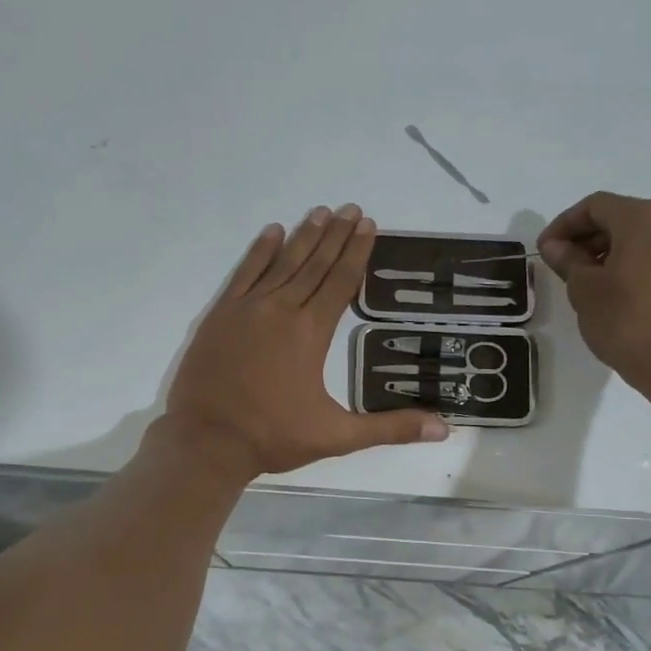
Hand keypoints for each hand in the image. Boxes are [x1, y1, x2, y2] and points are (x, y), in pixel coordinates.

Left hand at [161, 205, 449, 480]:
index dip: (356, 253)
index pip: (340, 282)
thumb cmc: (273, 437)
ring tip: (321, 212)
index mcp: (311, 333)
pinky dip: (259, 252)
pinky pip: (244, 274)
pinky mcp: (220, 316)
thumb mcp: (337, 437)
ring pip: (281, 263)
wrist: (207, 441)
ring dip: (303, 237)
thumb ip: (390, 428)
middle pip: (313, 264)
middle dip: (335, 235)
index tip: (368, 224)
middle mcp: (281, 310)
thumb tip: (443, 429)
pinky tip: (272, 232)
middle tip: (351, 209)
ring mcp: (246, 309)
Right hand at [537, 192, 650, 393]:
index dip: (564, 224)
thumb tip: (555, 245)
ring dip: (608, 251)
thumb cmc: (627, 321)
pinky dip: (631, 263)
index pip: (595, 206)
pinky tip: (614, 292)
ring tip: (585, 282)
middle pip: (620, 217)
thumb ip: (568, 260)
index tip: (544, 250)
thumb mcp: (585, 290)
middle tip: (561, 266)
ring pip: (639, 237)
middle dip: (586, 237)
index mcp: (642, 218)